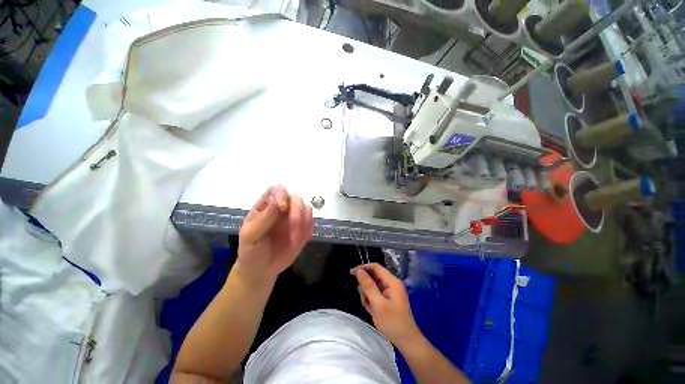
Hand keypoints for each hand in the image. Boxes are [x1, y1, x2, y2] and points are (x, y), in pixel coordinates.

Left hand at [235, 186, 313, 285]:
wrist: (262, 270)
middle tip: (294, 230)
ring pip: (307, 208)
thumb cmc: (251, 252)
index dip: (282, 195)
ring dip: (304, 222)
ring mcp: (293, 217)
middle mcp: (281, 208)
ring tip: (295, 240)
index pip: (277, 190)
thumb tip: (276, 201)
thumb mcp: (250, 236)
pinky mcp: (303, 227)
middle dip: (297, 212)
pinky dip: (309, 229)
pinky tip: (300, 240)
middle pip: (296, 198)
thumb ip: (263, 219)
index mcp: (266, 206)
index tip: (282, 208)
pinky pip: (311, 221)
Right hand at [352, 263, 420, 347]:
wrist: (406, 342)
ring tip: (370, 307)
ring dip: (367, 295)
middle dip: (365, 286)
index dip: (363, 268)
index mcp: (392, 281)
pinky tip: (372, 310)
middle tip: (365, 299)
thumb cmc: (392, 322)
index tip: (352, 274)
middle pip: (373, 277)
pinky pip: (375, 294)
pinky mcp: (388, 299)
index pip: (375, 267)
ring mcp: (390, 292)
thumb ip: (368, 286)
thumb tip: (359, 271)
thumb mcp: (378, 304)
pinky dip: (371, 300)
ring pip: (372, 286)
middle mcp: (391, 284)